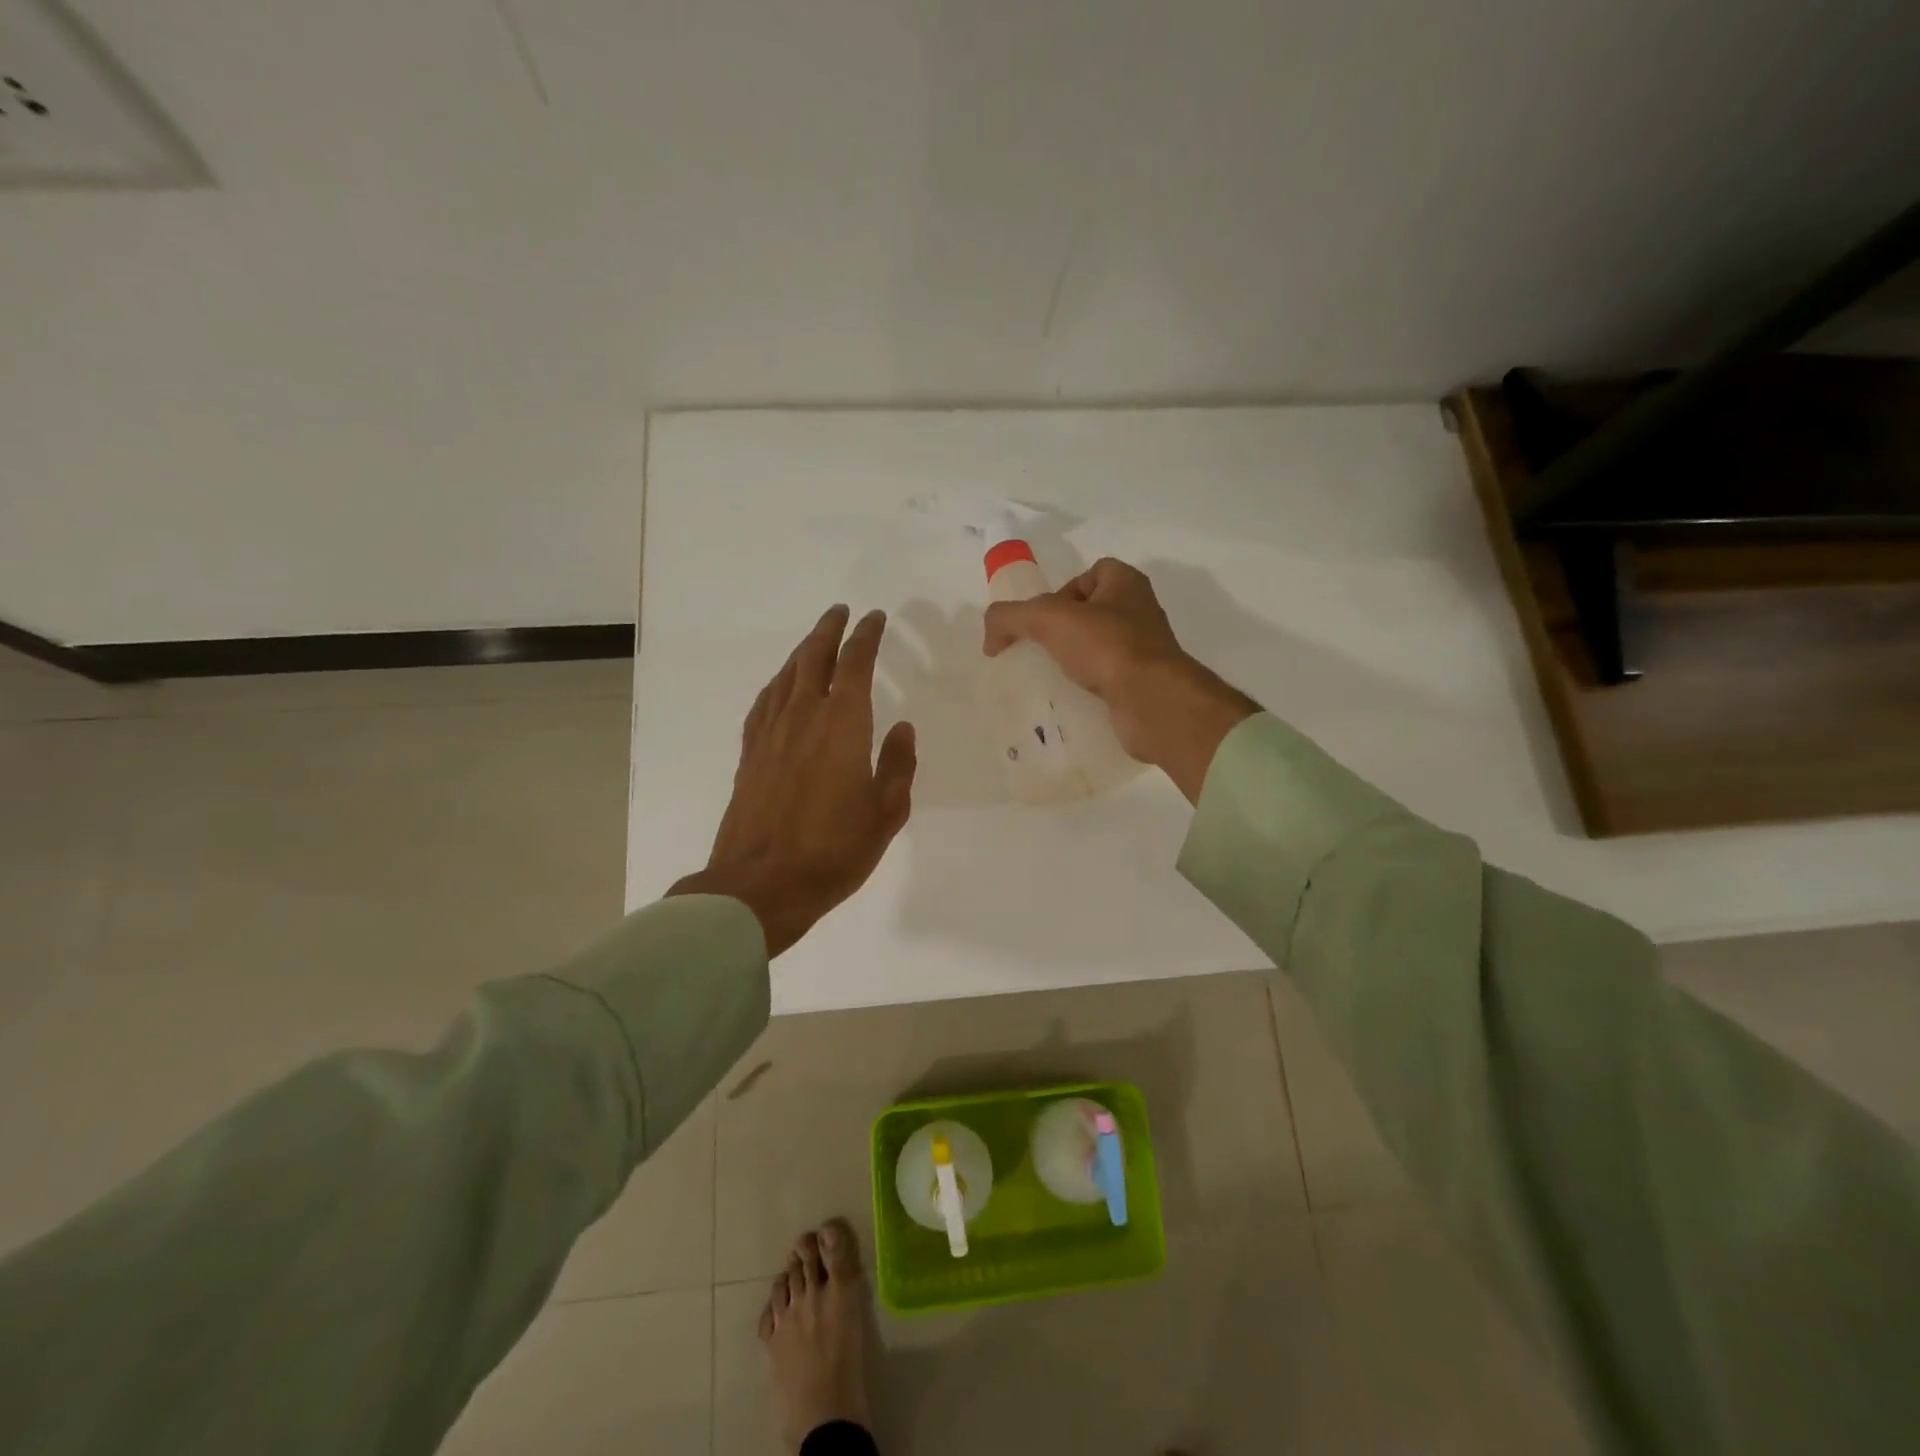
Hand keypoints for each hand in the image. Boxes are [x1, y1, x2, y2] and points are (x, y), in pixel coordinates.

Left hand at [671, 606, 915, 956]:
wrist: (761, 884)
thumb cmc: (834, 851)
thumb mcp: (886, 813)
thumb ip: (897, 765)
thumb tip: (902, 729)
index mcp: (842, 725)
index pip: (855, 664)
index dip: (866, 636)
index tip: (874, 618)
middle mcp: (803, 717)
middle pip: (814, 657)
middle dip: (829, 630)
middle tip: (841, 612)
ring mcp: (771, 733)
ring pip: (786, 675)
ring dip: (803, 650)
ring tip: (815, 639)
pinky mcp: (750, 753)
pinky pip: (765, 701)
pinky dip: (778, 682)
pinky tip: (781, 685)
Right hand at [982, 558, 1259, 802]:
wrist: (1152, 700)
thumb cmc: (1106, 646)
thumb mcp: (1046, 619)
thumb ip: (1009, 617)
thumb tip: (990, 637)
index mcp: (1127, 583)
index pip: (1092, 573)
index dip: (1064, 590)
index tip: (1043, 618)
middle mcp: (1141, 611)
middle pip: (1094, 612)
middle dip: (1066, 629)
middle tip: (1041, 648)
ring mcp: (1146, 650)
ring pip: (1101, 647)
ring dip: (1076, 659)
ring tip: (1051, 675)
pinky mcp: (1144, 684)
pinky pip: (1109, 679)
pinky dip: (1089, 686)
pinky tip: (1070, 698)